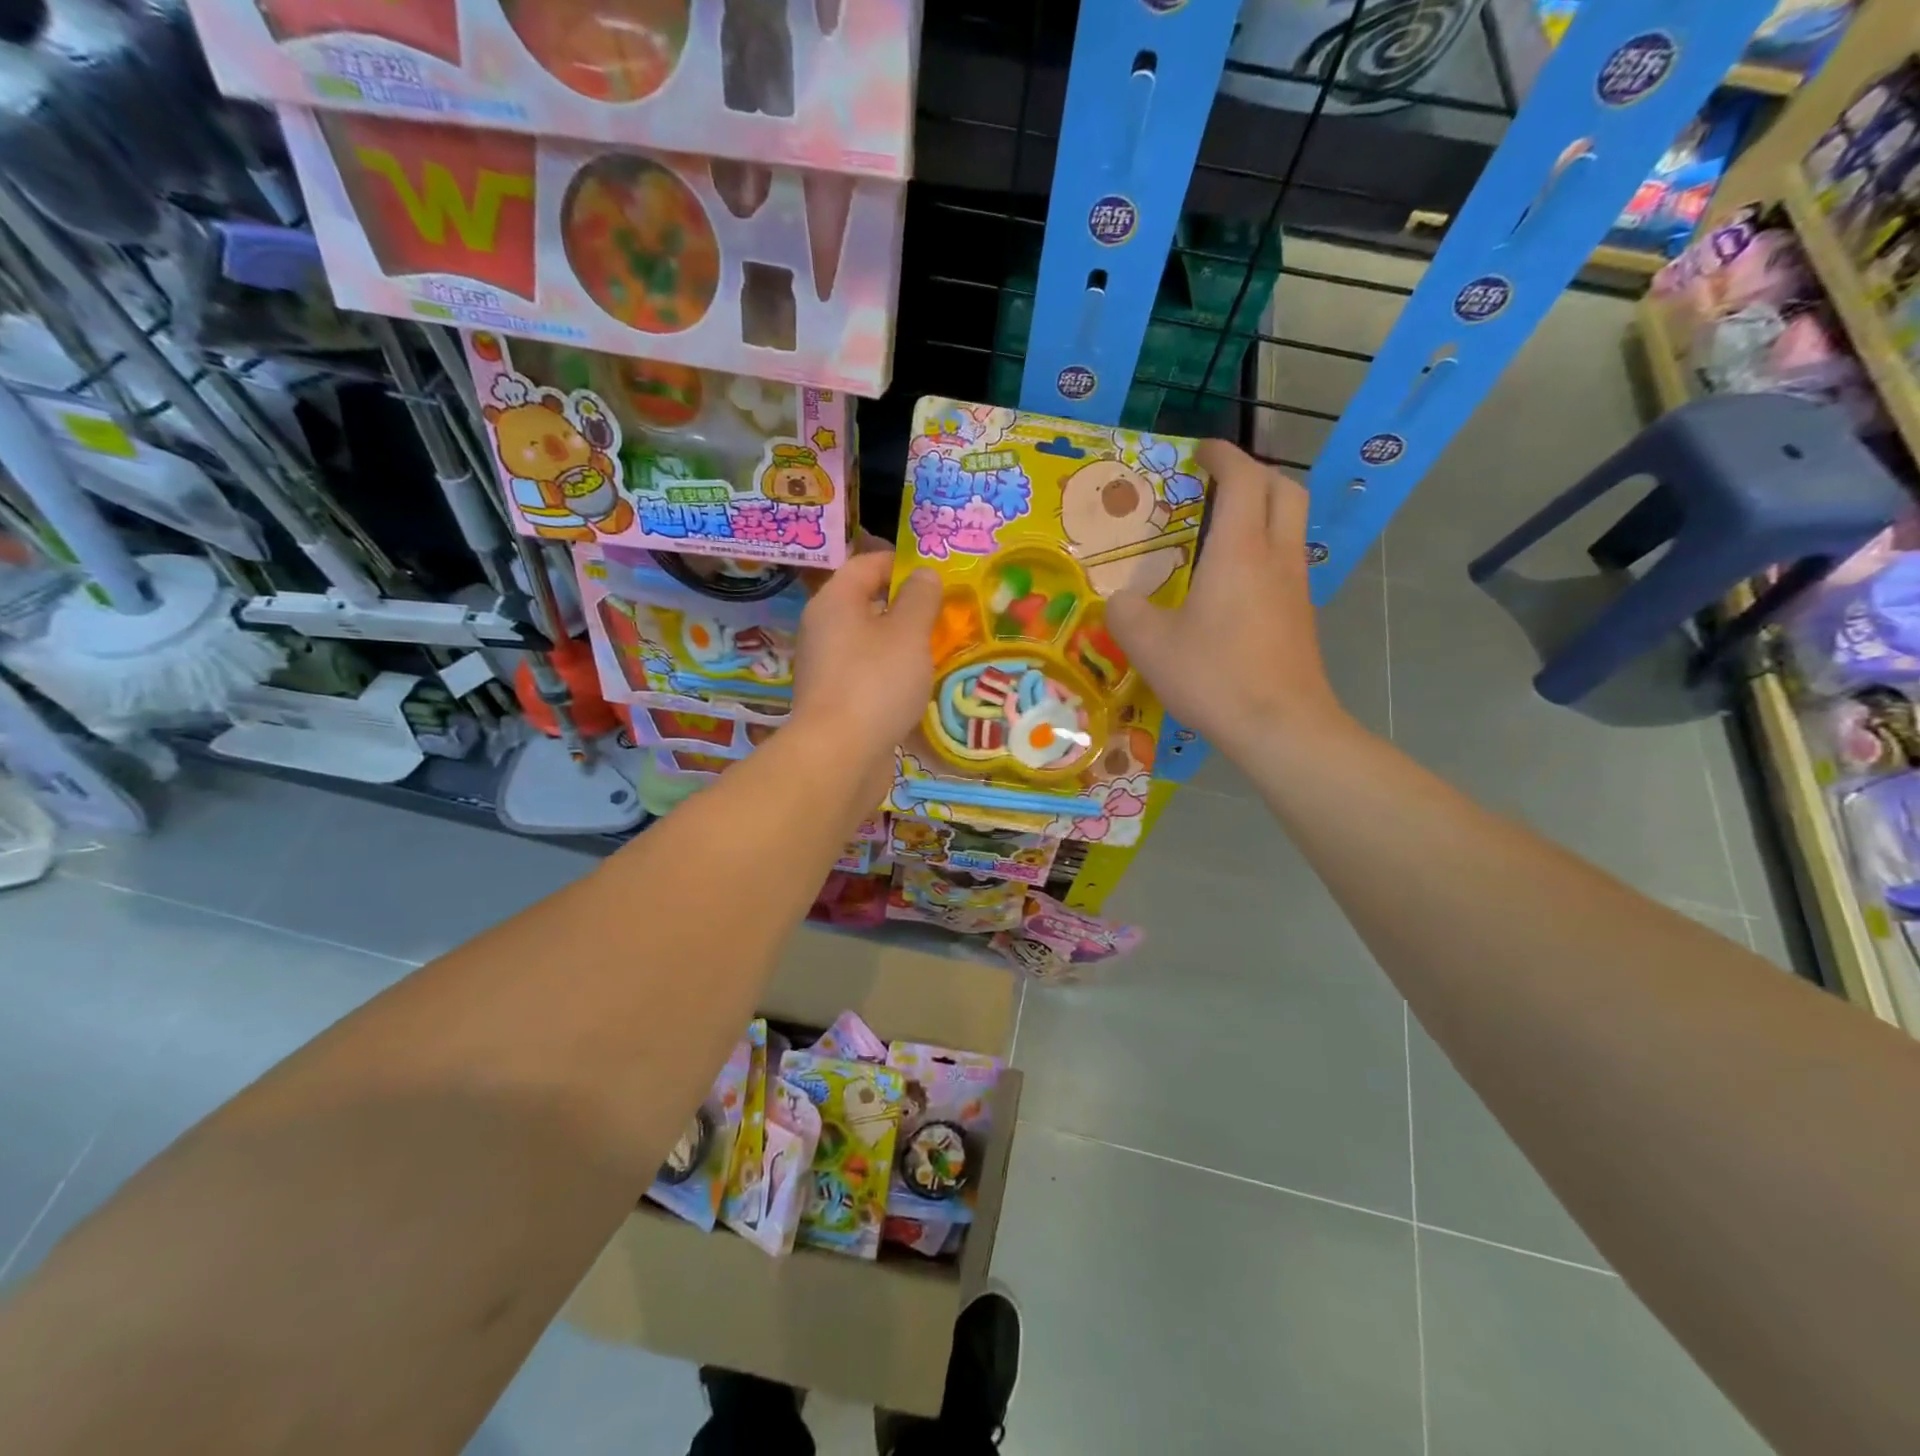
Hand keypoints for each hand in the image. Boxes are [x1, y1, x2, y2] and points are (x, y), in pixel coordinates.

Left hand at [791, 547, 940, 780]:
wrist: (839, 756)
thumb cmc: (876, 683)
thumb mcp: (909, 632)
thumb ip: (920, 598)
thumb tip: (923, 574)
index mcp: (835, 601)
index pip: (867, 564)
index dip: (902, 563)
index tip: (937, 575)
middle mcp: (823, 629)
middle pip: (867, 603)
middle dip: (907, 606)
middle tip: (946, 614)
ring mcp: (827, 667)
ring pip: (869, 642)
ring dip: (902, 643)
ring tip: (938, 651)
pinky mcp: (835, 701)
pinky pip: (868, 674)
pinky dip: (892, 674)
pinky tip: (917, 687)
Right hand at [1106, 439, 1349, 762]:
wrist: (1280, 726)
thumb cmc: (1214, 676)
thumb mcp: (1149, 645)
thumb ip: (1125, 613)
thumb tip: (1120, 602)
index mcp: (1240, 550)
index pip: (1243, 478)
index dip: (1224, 454)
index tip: (1201, 450)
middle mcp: (1276, 556)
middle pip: (1284, 489)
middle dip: (1254, 473)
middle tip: (1218, 483)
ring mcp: (1295, 587)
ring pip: (1290, 525)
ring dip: (1263, 511)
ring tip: (1221, 530)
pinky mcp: (1301, 616)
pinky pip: (1286, 561)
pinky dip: (1263, 549)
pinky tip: (1232, 583)